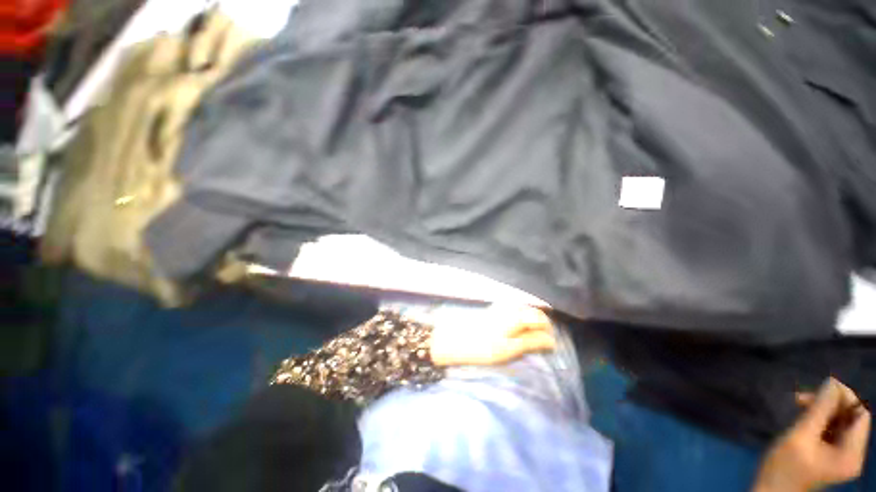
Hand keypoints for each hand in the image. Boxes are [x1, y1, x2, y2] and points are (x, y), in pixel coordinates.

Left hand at [429, 304, 556, 366]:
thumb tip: (550, 341)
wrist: (456, 340)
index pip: (540, 320)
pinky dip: (522, 316)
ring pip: (525, 309)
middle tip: (542, 341)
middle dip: (542, 326)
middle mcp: (509, 308)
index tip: (551, 346)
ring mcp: (501, 307)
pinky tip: (519, 327)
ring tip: (532, 336)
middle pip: (533, 312)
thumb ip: (531, 342)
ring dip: (532, 320)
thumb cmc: (482, 348)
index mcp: (515, 317)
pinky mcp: (494, 309)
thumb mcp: (509, 350)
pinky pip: (515, 308)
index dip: (548, 332)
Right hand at [753, 378, 870, 491]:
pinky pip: (832, 429)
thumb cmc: (785, 466)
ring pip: (840, 422)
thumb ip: (819, 410)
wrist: (771, 490)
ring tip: (799, 404)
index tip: (822, 386)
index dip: (846, 397)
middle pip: (851, 418)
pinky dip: (819, 418)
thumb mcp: (800, 436)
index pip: (860, 415)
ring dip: (822, 409)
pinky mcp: (831, 454)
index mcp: (852, 453)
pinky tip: (803, 416)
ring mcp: (842, 455)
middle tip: (803, 397)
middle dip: (830, 403)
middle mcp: (853, 453)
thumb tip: (832, 382)